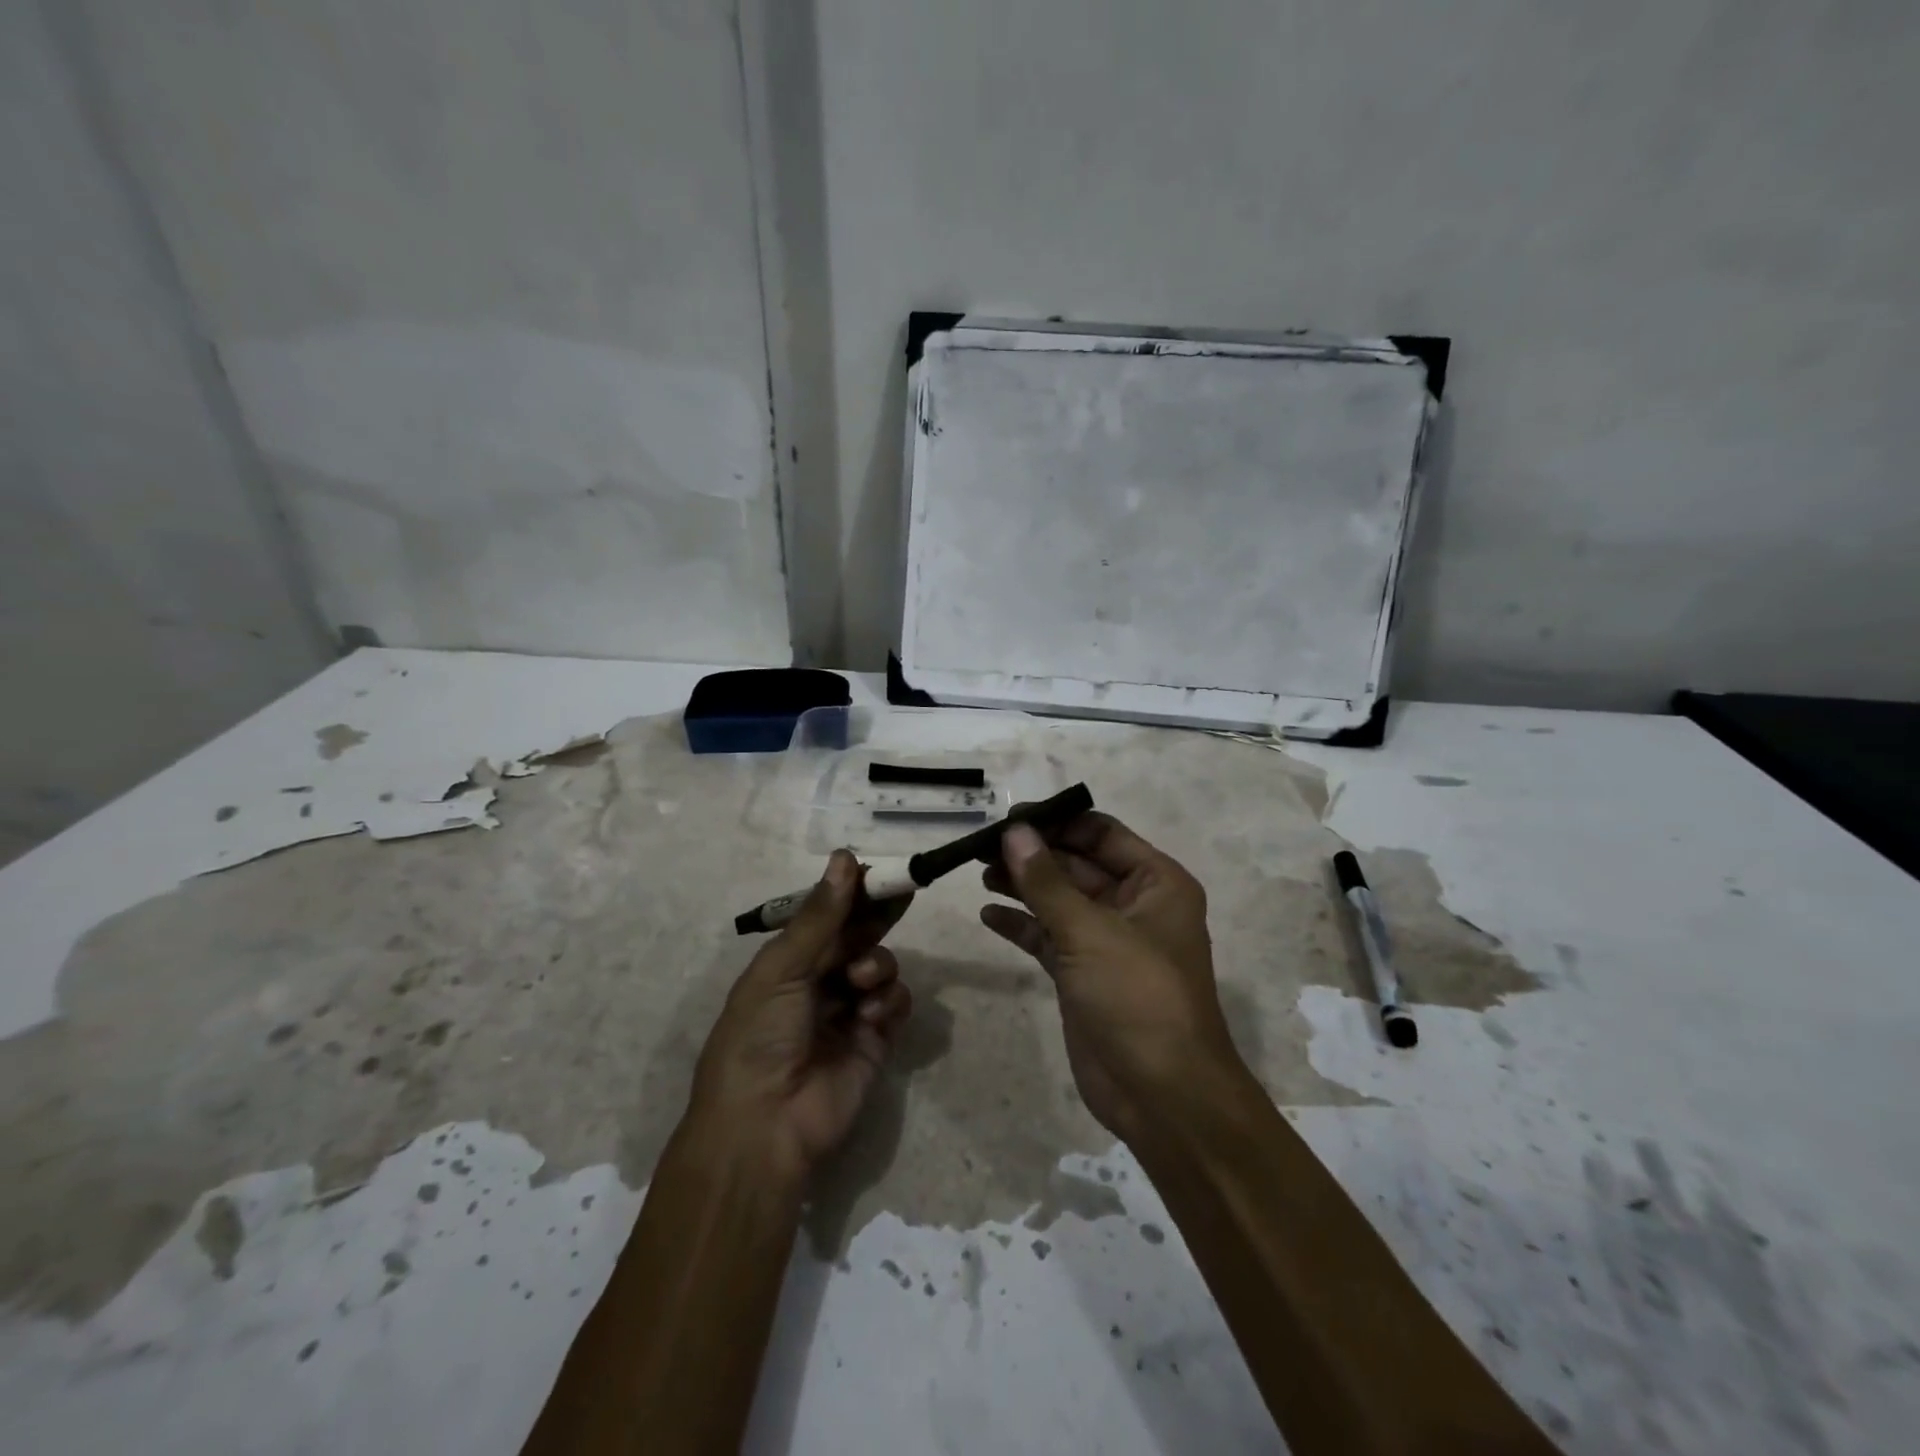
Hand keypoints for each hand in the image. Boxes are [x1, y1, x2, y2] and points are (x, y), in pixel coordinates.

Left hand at [686, 851, 912, 1185]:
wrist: (765, 1126)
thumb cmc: (759, 1036)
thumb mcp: (781, 969)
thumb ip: (820, 917)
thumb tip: (844, 857)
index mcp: (787, 962)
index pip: (827, 916)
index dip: (852, 893)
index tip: (879, 871)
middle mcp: (819, 982)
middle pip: (859, 937)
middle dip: (878, 917)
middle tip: (905, 892)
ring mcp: (849, 1011)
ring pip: (881, 966)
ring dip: (877, 965)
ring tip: (860, 982)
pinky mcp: (875, 1040)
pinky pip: (896, 1003)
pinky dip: (890, 1001)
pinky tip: (871, 1014)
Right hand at [981, 813, 1240, 1139]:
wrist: (1161, 1095)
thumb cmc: (1138, 997)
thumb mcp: (1090, 931)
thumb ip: (1046, 881)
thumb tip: (1012, 832)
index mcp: (1156, 883)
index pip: (1101, 834)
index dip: (1056, 822)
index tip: (1008, 818)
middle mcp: (1134, 905)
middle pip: (1076, 864)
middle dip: (1033, 855)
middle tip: (981, 847)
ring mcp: (1107, 941)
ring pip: (1059, 900)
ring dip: (1022, 885)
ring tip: (979, 872)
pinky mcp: (1083, 974)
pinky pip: (1048, 937)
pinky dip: (1021, 925)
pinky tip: (988, 914)